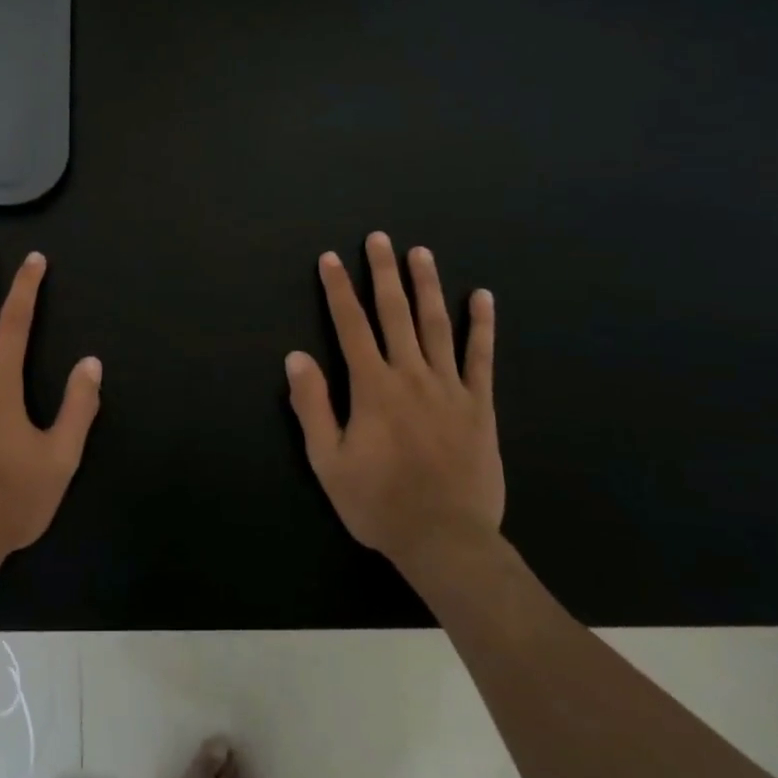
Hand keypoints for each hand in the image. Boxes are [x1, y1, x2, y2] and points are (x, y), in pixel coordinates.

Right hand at [286, 232, 503, 569]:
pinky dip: (482, 325)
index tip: (331, 258)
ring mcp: (450, 387)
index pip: (351, 325)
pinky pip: (481, 357)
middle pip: (395, 313)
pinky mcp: (479, 405)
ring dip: (427, 286)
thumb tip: (296, 356)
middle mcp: (411, 375)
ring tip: (421, 253)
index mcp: (372, 387)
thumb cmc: (379, 502)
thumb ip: (312, 405)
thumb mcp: (328, 460)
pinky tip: (482, 297)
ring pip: (437, 325)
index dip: (338, 290)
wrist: (446, 539)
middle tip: (380, 238)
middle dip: (383, 273)